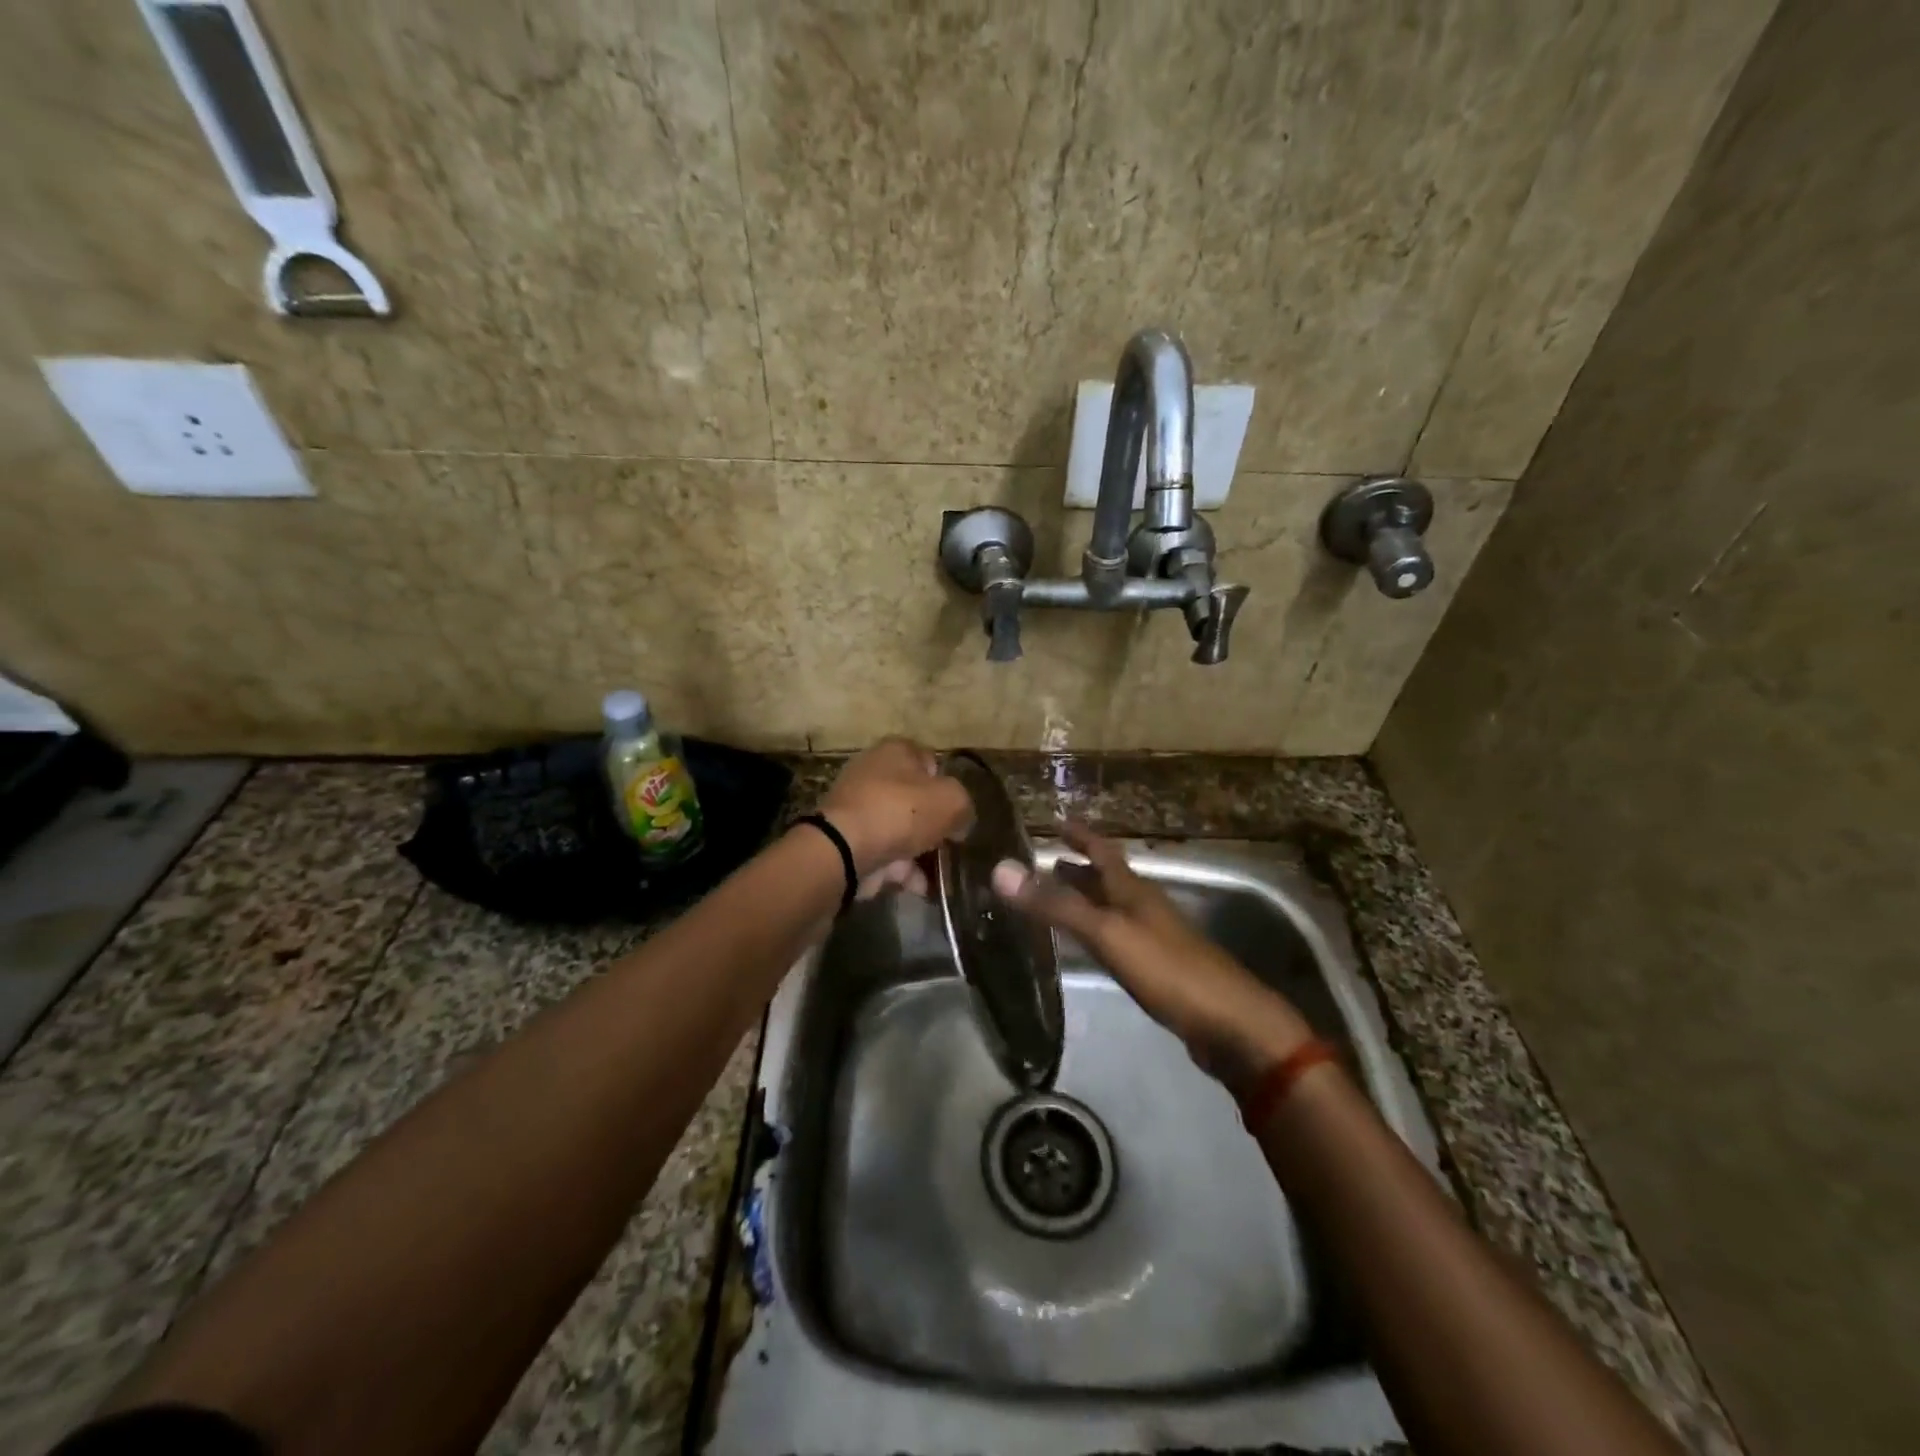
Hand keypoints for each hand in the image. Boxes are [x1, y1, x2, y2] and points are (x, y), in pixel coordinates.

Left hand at [819, 737, 973, 895]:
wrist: (844, 850)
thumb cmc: (901, 812)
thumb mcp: (951, 801)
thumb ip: (964, 806)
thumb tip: (959, 822)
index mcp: (896, 751)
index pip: (931, 762)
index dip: (948, 786)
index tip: (958, 812)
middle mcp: (873, 773)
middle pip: (915, 799)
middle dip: (934, 824)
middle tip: (952, 845)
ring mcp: (858, 808)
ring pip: (901, 830)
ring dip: (921, 853)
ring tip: (942, 876)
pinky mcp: (849, 840)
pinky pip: (885, 854)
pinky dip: (902, 871)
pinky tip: (920, 888)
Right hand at [992, 824, 1313, 1091]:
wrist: (1231, 1025)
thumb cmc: (1169, 970)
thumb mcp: (1108, 934)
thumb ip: (1057, 905)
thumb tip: (1002, 869)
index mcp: (1134, 891)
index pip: (1102, 850)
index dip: (1080, 834)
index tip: (1056, 819)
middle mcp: (1144, 907)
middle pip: (1107, 878)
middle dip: (1077, 867)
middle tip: (1045, 860)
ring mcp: (1154, 938)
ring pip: (1112, 908)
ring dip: (1085, 898)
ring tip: (1055, 898)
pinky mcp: (1158, 969)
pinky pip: (1117, 937)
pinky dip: (1095, 931)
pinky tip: (1087, 945)